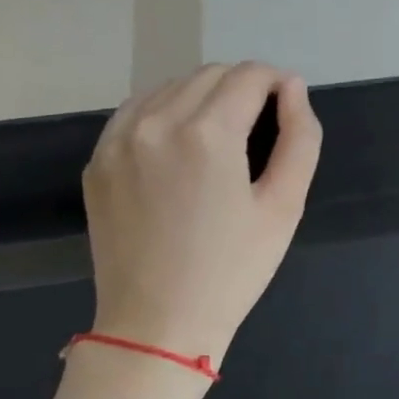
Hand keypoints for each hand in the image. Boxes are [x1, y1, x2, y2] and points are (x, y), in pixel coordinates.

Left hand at [83, 63, 321, 361]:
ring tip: (223, 137)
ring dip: (204, 96)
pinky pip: (136, 112)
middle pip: (209, 74)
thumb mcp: (285, 207)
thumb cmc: (233, 270)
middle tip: (262, 126)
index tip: (288, 106)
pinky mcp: (98, 160)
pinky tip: (181, 146)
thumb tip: (293, 88)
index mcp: (207, 134)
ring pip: (170, 87)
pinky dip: (166, 113)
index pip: (249, 76)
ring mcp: (117, 140)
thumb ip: (299, 138)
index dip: (277, 83)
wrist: (157, 324)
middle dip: (243, 87)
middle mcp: (155, 122)